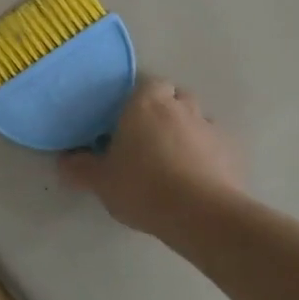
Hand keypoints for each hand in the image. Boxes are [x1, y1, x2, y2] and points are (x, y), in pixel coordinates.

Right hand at [58, 77, 245, 239]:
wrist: (200, 215)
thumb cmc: (143, 186)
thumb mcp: (100, 180)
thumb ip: (80, 167)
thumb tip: (65, 161)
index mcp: (146, 103)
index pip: (147, 84)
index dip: (139, 99)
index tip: (127, 120)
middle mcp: (181, 107)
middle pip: (176, 98)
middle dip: (165, 111)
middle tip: (148, 138)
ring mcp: (211, 129)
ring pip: (198, 121)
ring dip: (187, 133)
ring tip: (173, 160)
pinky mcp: (233, 154)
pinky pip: (216, 146)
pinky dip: (207, 156)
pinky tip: (196, 179)